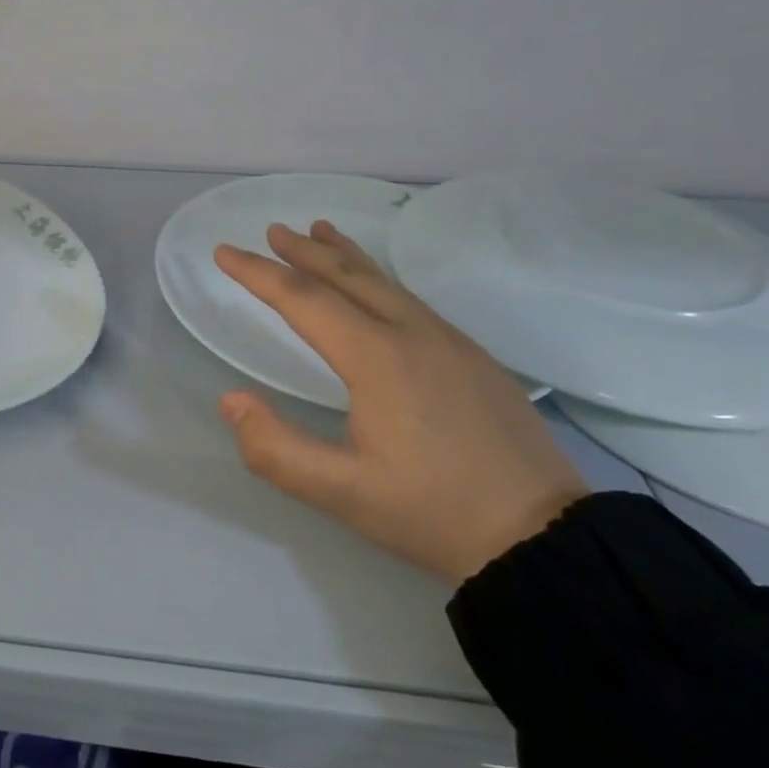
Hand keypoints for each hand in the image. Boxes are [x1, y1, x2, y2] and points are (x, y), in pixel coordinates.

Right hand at [214, 221, 587, 583]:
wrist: (544, 537)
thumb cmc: (434, 512)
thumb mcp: (342, 493)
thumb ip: (276, 448)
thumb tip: (231, 399)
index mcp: (378, 358)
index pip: (304, 300)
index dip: (259, 273)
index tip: (225, 252)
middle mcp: (413, 334)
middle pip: (348, 276)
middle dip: (304, 252)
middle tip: (273, 230)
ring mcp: (450, 341)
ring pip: (386, 282)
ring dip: (345, 257)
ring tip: (320, 233)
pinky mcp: (473, 357)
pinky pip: (411, 300)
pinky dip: (378, 279)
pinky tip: (376, 290)